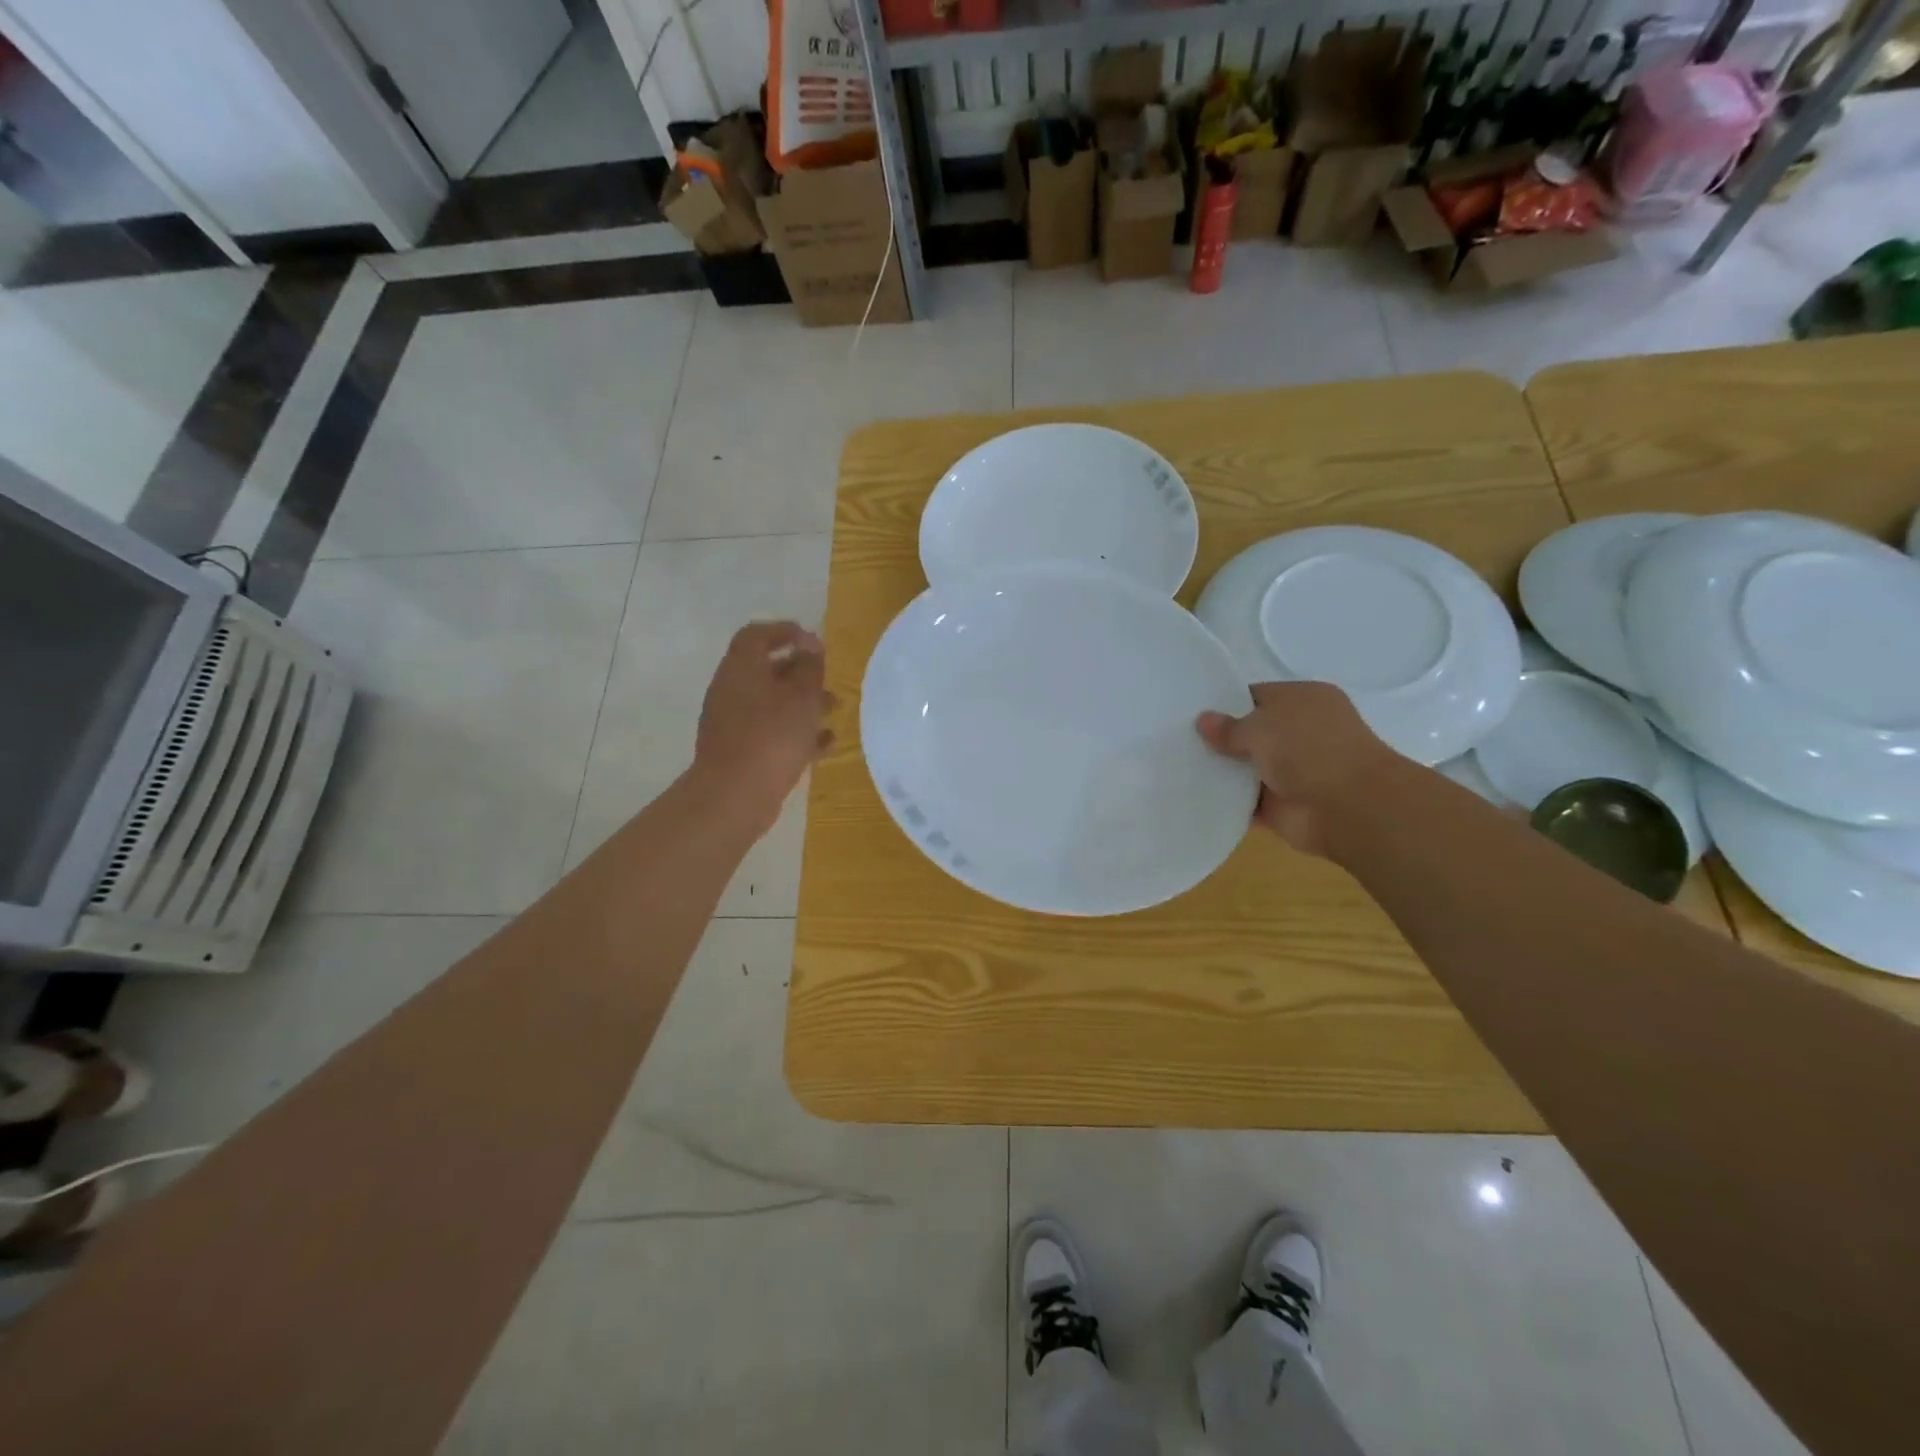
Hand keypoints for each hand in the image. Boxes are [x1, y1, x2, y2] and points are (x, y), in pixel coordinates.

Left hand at [694, 621, 833, 832]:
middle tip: (828, 678)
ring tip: (834, 710)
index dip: (786, 632)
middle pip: (766, 670)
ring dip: (803, 703)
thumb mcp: (801, 697)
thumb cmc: (771, 737)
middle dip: (801, 671)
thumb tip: (811, 650)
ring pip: (771, 703)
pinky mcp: (739, 751)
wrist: (734, 795)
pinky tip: (826, 744)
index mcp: (741, 668)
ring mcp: (732, 723)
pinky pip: (770, 732)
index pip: (757, 635)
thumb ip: (810, 669)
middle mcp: (731, 690)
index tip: (815, 643)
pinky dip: (796, 732)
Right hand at [1195, 681, 1391, 855]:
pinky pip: (1246, 801)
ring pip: (1246, 767)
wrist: (1349, 808)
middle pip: (1250, 732)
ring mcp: (1292, 770)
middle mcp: (1300, 732)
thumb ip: (1229, 727)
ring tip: (1175, 766)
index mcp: (1303, 700)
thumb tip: (1203, 721)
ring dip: (1221, 771)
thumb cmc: (1309, 750)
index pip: (1255, 695)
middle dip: (1218, 738)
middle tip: (1176, 739)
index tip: (1190, 712)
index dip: (1223, 703)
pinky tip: (1194, 795)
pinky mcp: (1282, 805)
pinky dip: (1226, 801)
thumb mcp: (1261, 726)